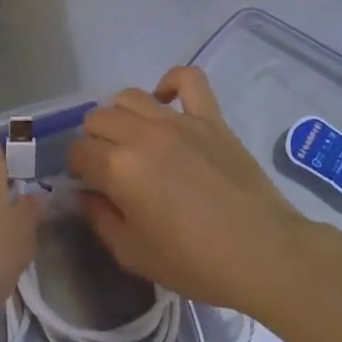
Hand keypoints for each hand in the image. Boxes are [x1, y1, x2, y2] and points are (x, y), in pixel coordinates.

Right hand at [69, 67, 333, 312]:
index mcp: (119, 168)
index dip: (77, 169)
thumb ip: (100, 220)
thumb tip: (84, 194)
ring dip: (122, 116)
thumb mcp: (134, 255)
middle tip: (110, 167)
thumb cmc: (196, 263)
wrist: (264, 254)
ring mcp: (178, 120)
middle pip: (98, 118)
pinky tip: (166, 102)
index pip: (79, 151)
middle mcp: (142, 134)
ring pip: (130, 96)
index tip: (89, 185)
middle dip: (95, 142)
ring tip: (134, 139)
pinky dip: (171, 82)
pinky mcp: (210, 116)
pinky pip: (187, 78)